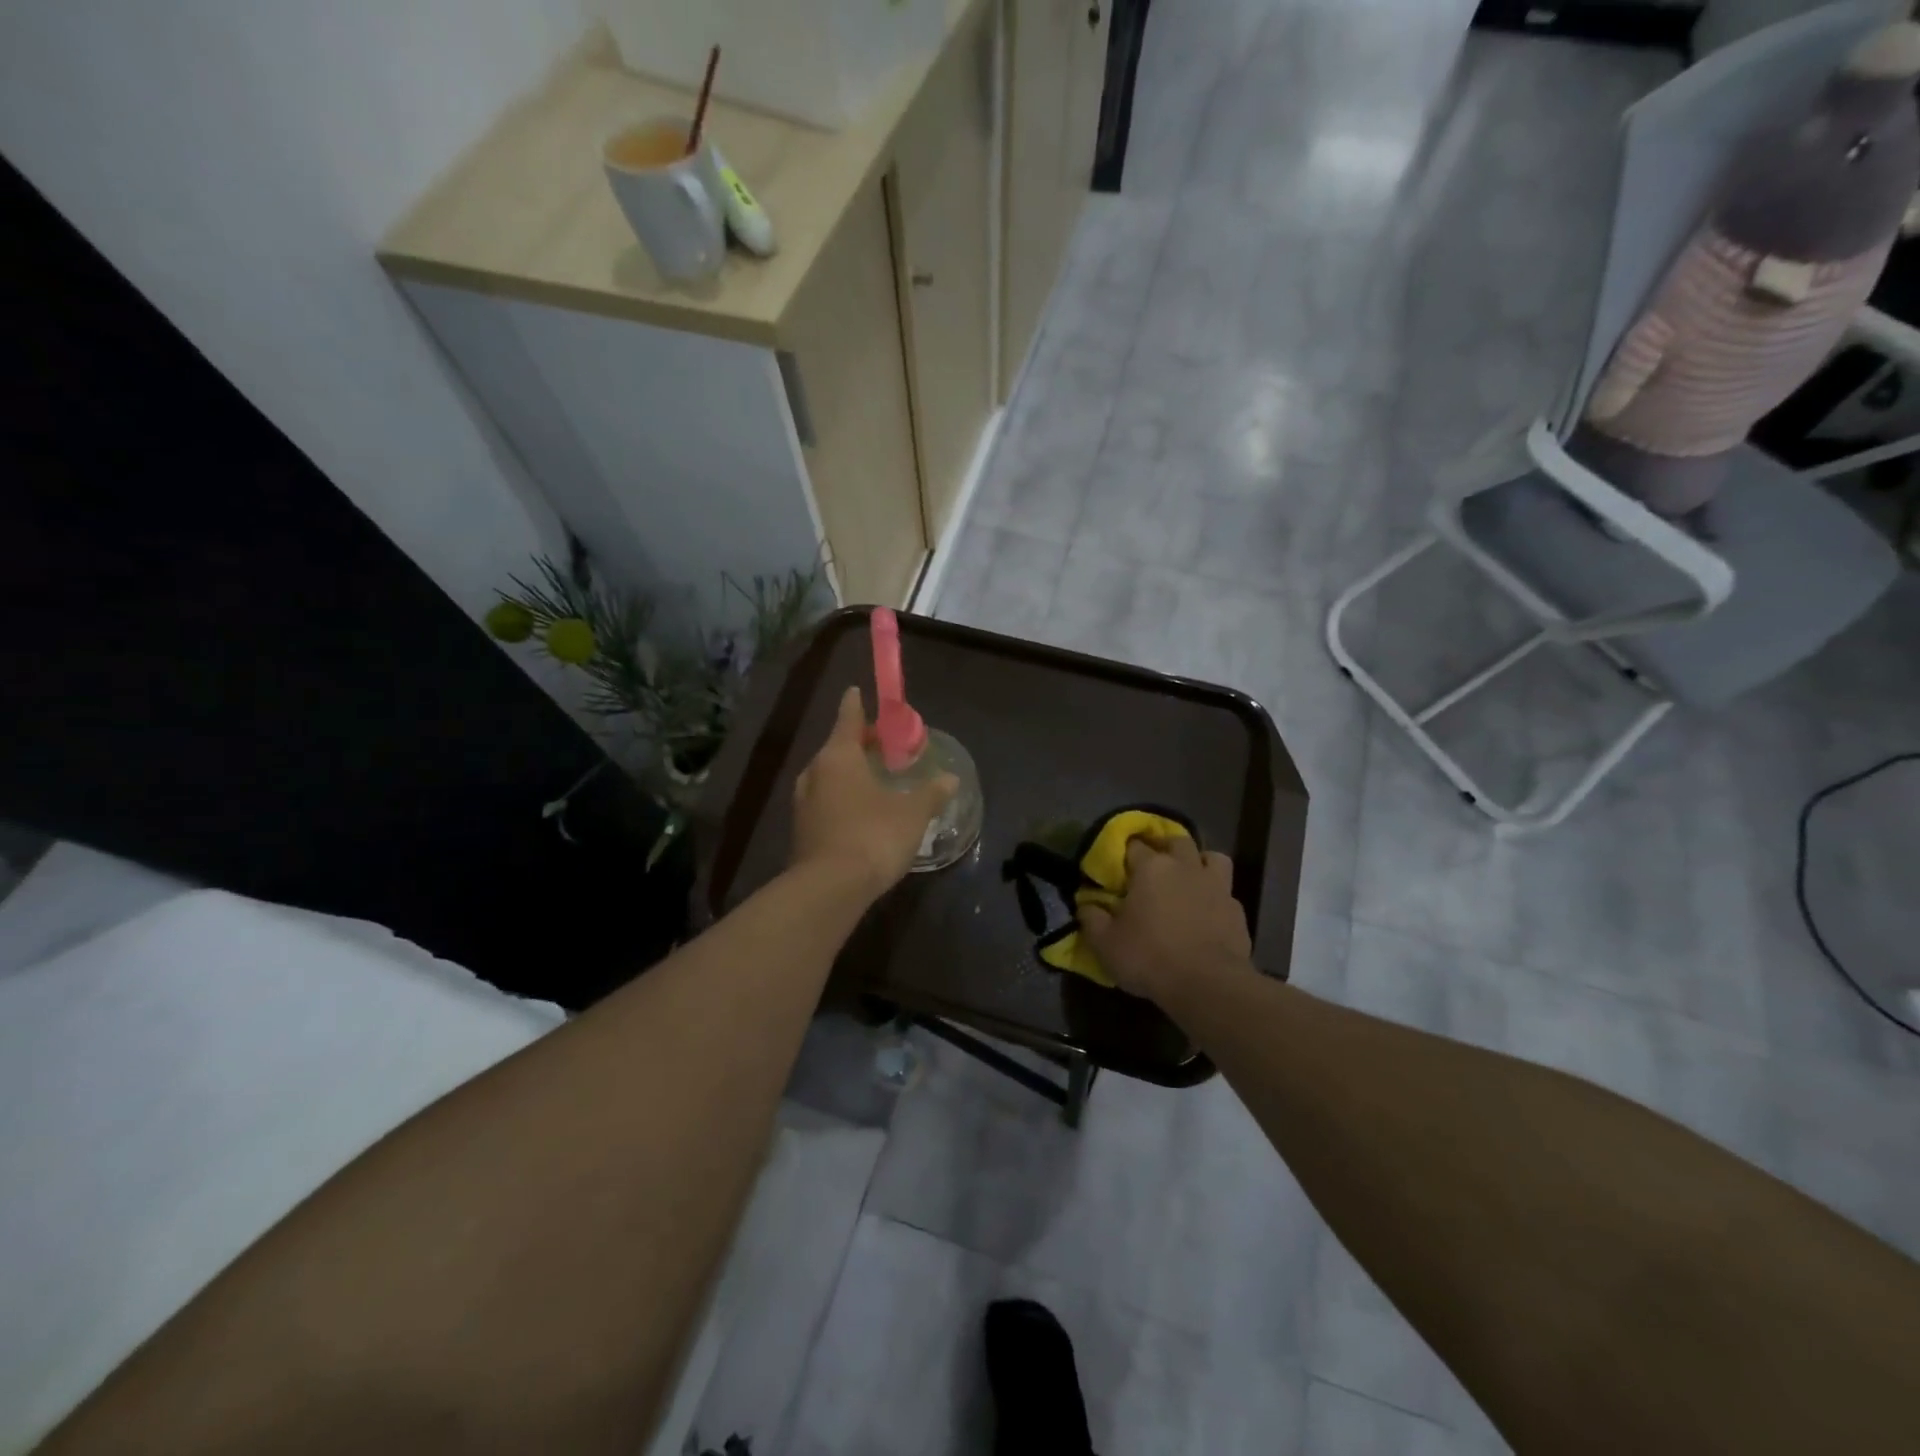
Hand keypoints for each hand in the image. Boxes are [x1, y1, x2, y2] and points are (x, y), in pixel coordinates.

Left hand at [790, 686, 957, 897]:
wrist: (829, 889)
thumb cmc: (873, 836)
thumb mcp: (912, 813)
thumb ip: (931, 793)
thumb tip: (950, 779)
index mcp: (838, 756)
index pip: (848, 717)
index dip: (856, 704)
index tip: (858, 691)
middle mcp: (815, 772)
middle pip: (837, 748)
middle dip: (859, 744)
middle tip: (883, 745)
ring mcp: (803, 803)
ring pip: (829, 777)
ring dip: (850, 774)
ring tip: (875, 780)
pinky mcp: (802, 831)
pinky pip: (825, 802)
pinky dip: (842, 799)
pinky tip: (861, 813)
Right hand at [1081, 836, 1252, 1003]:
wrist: (1207, 985)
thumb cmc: (1149, 957)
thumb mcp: (1105, 943)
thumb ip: (1091, 918)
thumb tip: (1086, 904)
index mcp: (1151, 868)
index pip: (1134, 845)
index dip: (1124, 852)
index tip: (1118, 866)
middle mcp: (1185, 867)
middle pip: (1177, 841)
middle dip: (1165, 848)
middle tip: (1154, 867)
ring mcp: (1216, 886)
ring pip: (1212, 857)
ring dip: (1200, 863)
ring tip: (1190, 880)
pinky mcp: (1237, 910)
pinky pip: (1226, 893)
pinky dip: (1216, 898)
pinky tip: (1208, 914)